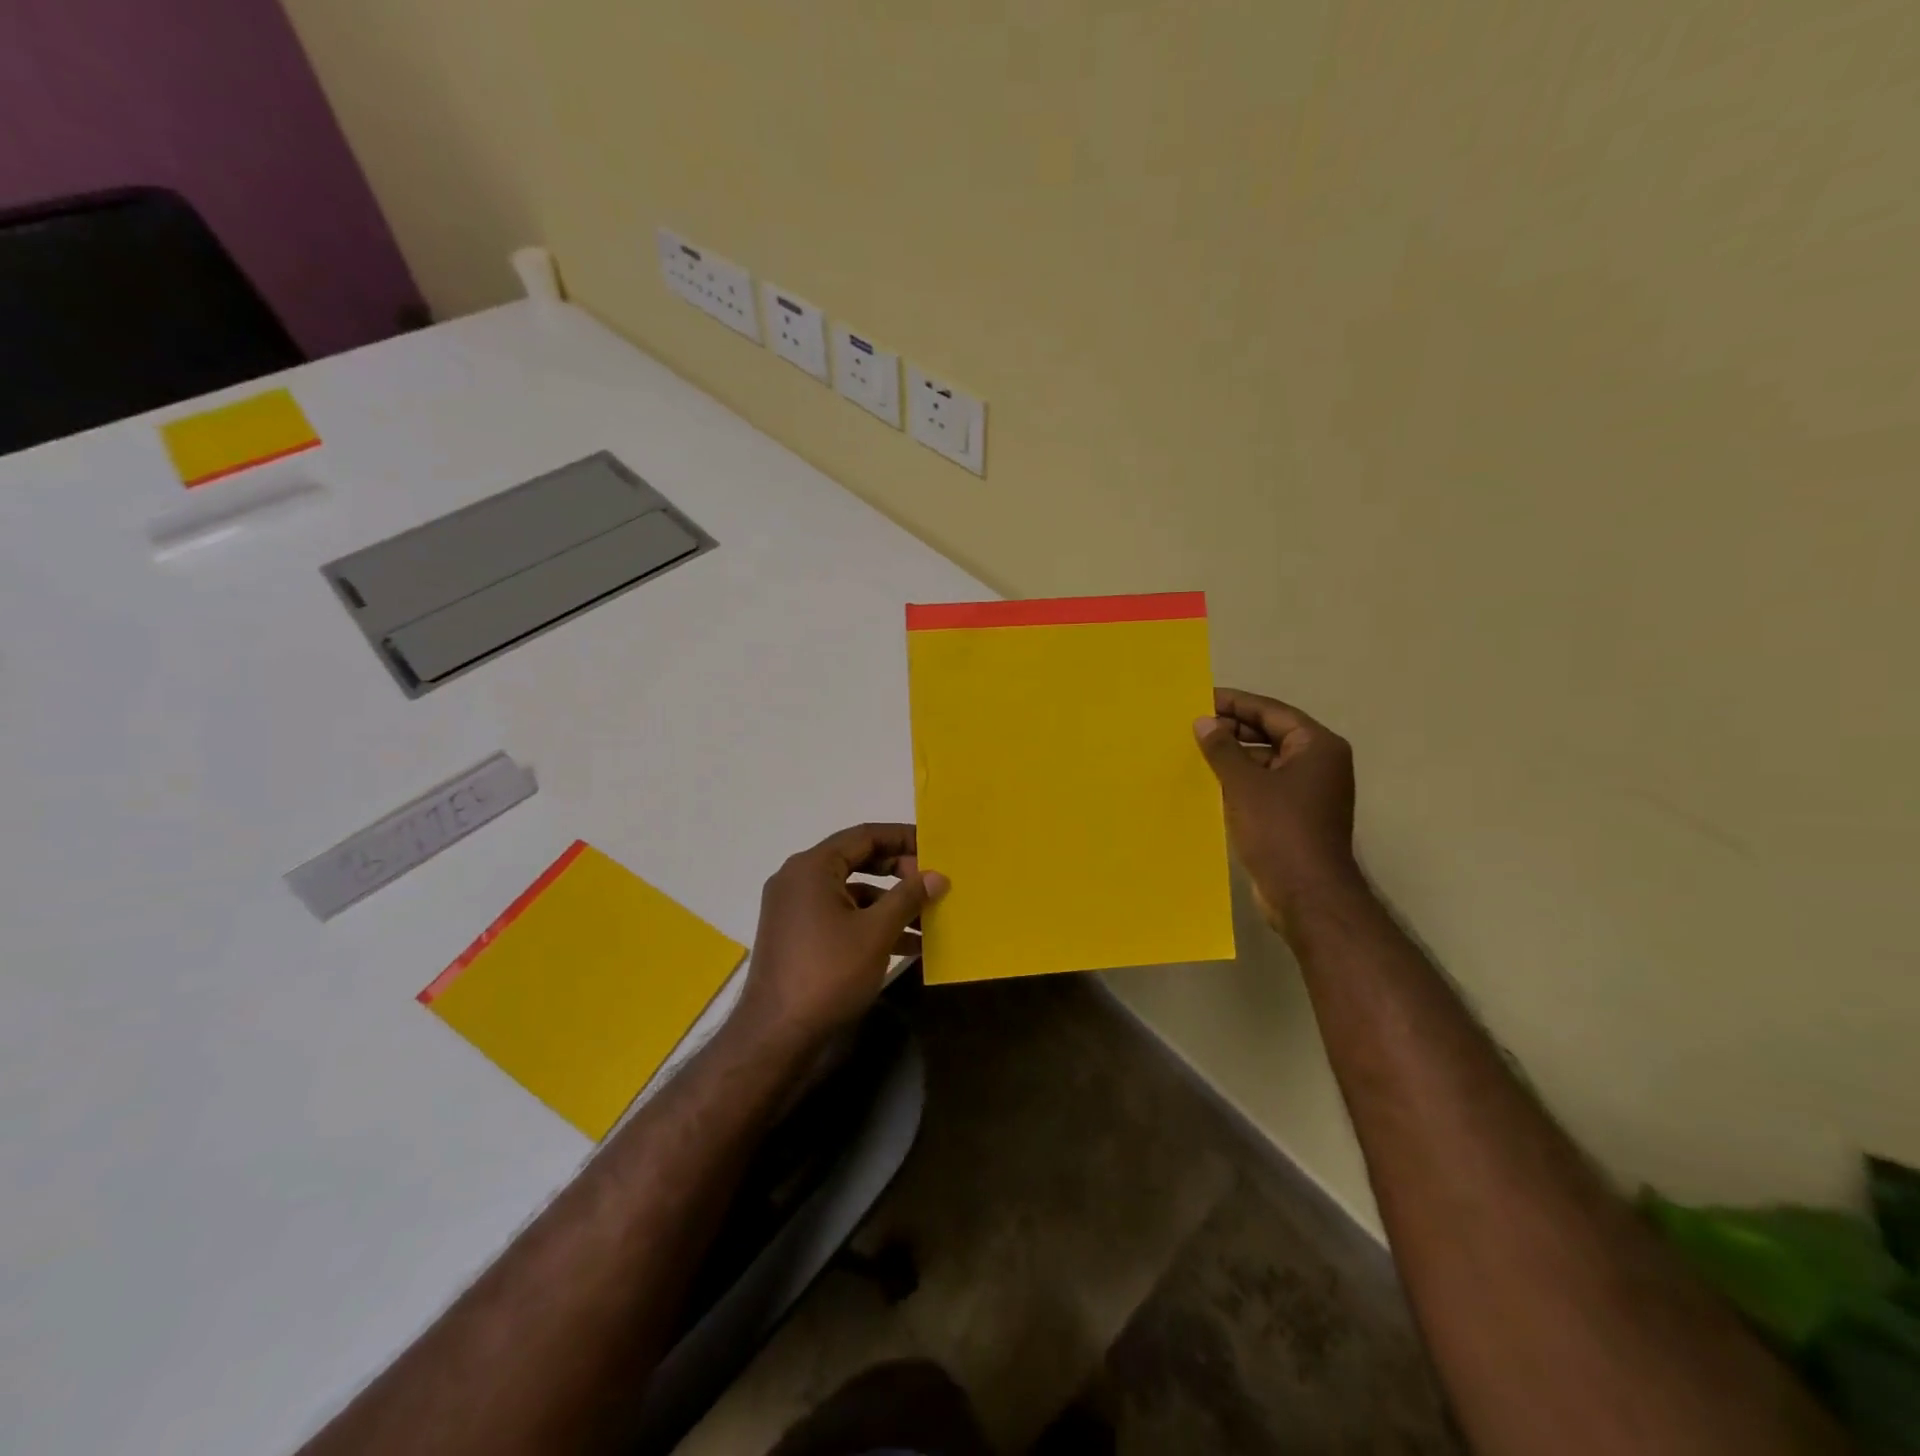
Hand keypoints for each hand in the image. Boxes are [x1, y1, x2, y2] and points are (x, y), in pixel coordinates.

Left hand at [735, 823, 948, 1046]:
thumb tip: (937, 875)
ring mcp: (795, 909)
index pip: (864, 836)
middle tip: (932, 883)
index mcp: (812, 867)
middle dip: (899, 871)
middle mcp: (798, 879)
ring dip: (890, 903)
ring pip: (851, 892)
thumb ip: (908, 897)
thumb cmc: (827, 973)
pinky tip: (907, 944)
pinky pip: (841, 916)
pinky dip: (871, 924)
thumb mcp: (876, 932)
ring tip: (928, 919)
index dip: (902, 837)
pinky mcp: (798, 936)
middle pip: (857, 861)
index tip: (934, 847)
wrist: (776, 1035)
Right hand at [1194, 689, 1363, 926]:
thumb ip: (1222, 749)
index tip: (1200, 698)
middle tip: (1193, 725)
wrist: (1306, 895)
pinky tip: (1210, 782)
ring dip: (1234, 756)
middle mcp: (1319, 763)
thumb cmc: (1279, 830)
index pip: (1271, 711)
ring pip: (1267, 760)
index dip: (1235, 703)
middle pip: (1271, 733)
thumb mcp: (1244, 784)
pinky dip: (1241, 780)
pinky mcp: (1297, 815)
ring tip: (1196, 751)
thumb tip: (1204, 722)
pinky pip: (1266, 785)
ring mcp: (1310, 791)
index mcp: (1316, 746)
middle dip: (1233, 729)